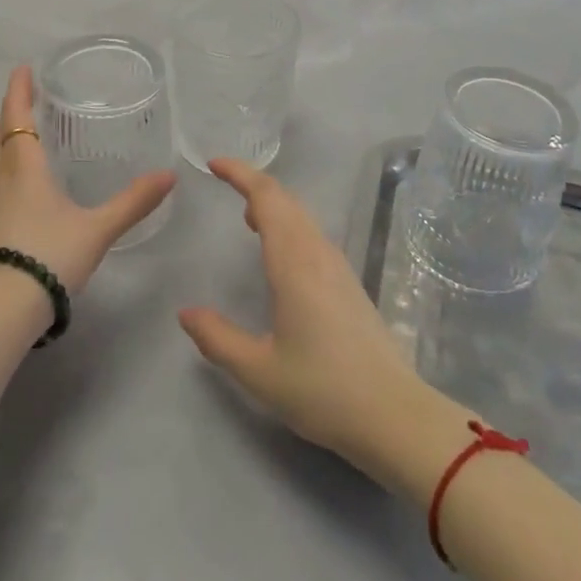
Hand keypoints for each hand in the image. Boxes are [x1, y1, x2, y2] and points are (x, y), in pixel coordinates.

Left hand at [0, 65, 176, 294]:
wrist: (0, 310)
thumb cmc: (49, 255)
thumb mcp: (97, 229)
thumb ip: (133, 202)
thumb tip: (169, 176)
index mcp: (24, 167)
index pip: (18, 117)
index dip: (19, 91)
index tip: (23, 69)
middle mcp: (2, 178)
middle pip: (2, 133)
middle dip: (14, 110)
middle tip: (28, 94)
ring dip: (9, 136)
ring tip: (28, 130)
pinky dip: (9, 163)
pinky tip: (24, 179)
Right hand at [179, 159, 448, 482]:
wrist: (394, 415)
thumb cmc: (323, 390)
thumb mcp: (258, 371)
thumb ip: (217, 339)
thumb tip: (186, 313)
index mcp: (294, 262)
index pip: (266, 197)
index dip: (240, 173)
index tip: (213, 164)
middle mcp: (317, 253)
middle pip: (285, 199)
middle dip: (254, 183)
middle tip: (224, 182)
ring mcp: (338, 266)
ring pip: (302, 216)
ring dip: (273, 204)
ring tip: (246, 216)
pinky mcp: (349, 284)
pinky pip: (312, 235)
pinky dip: (289, 225)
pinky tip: (279, 253)